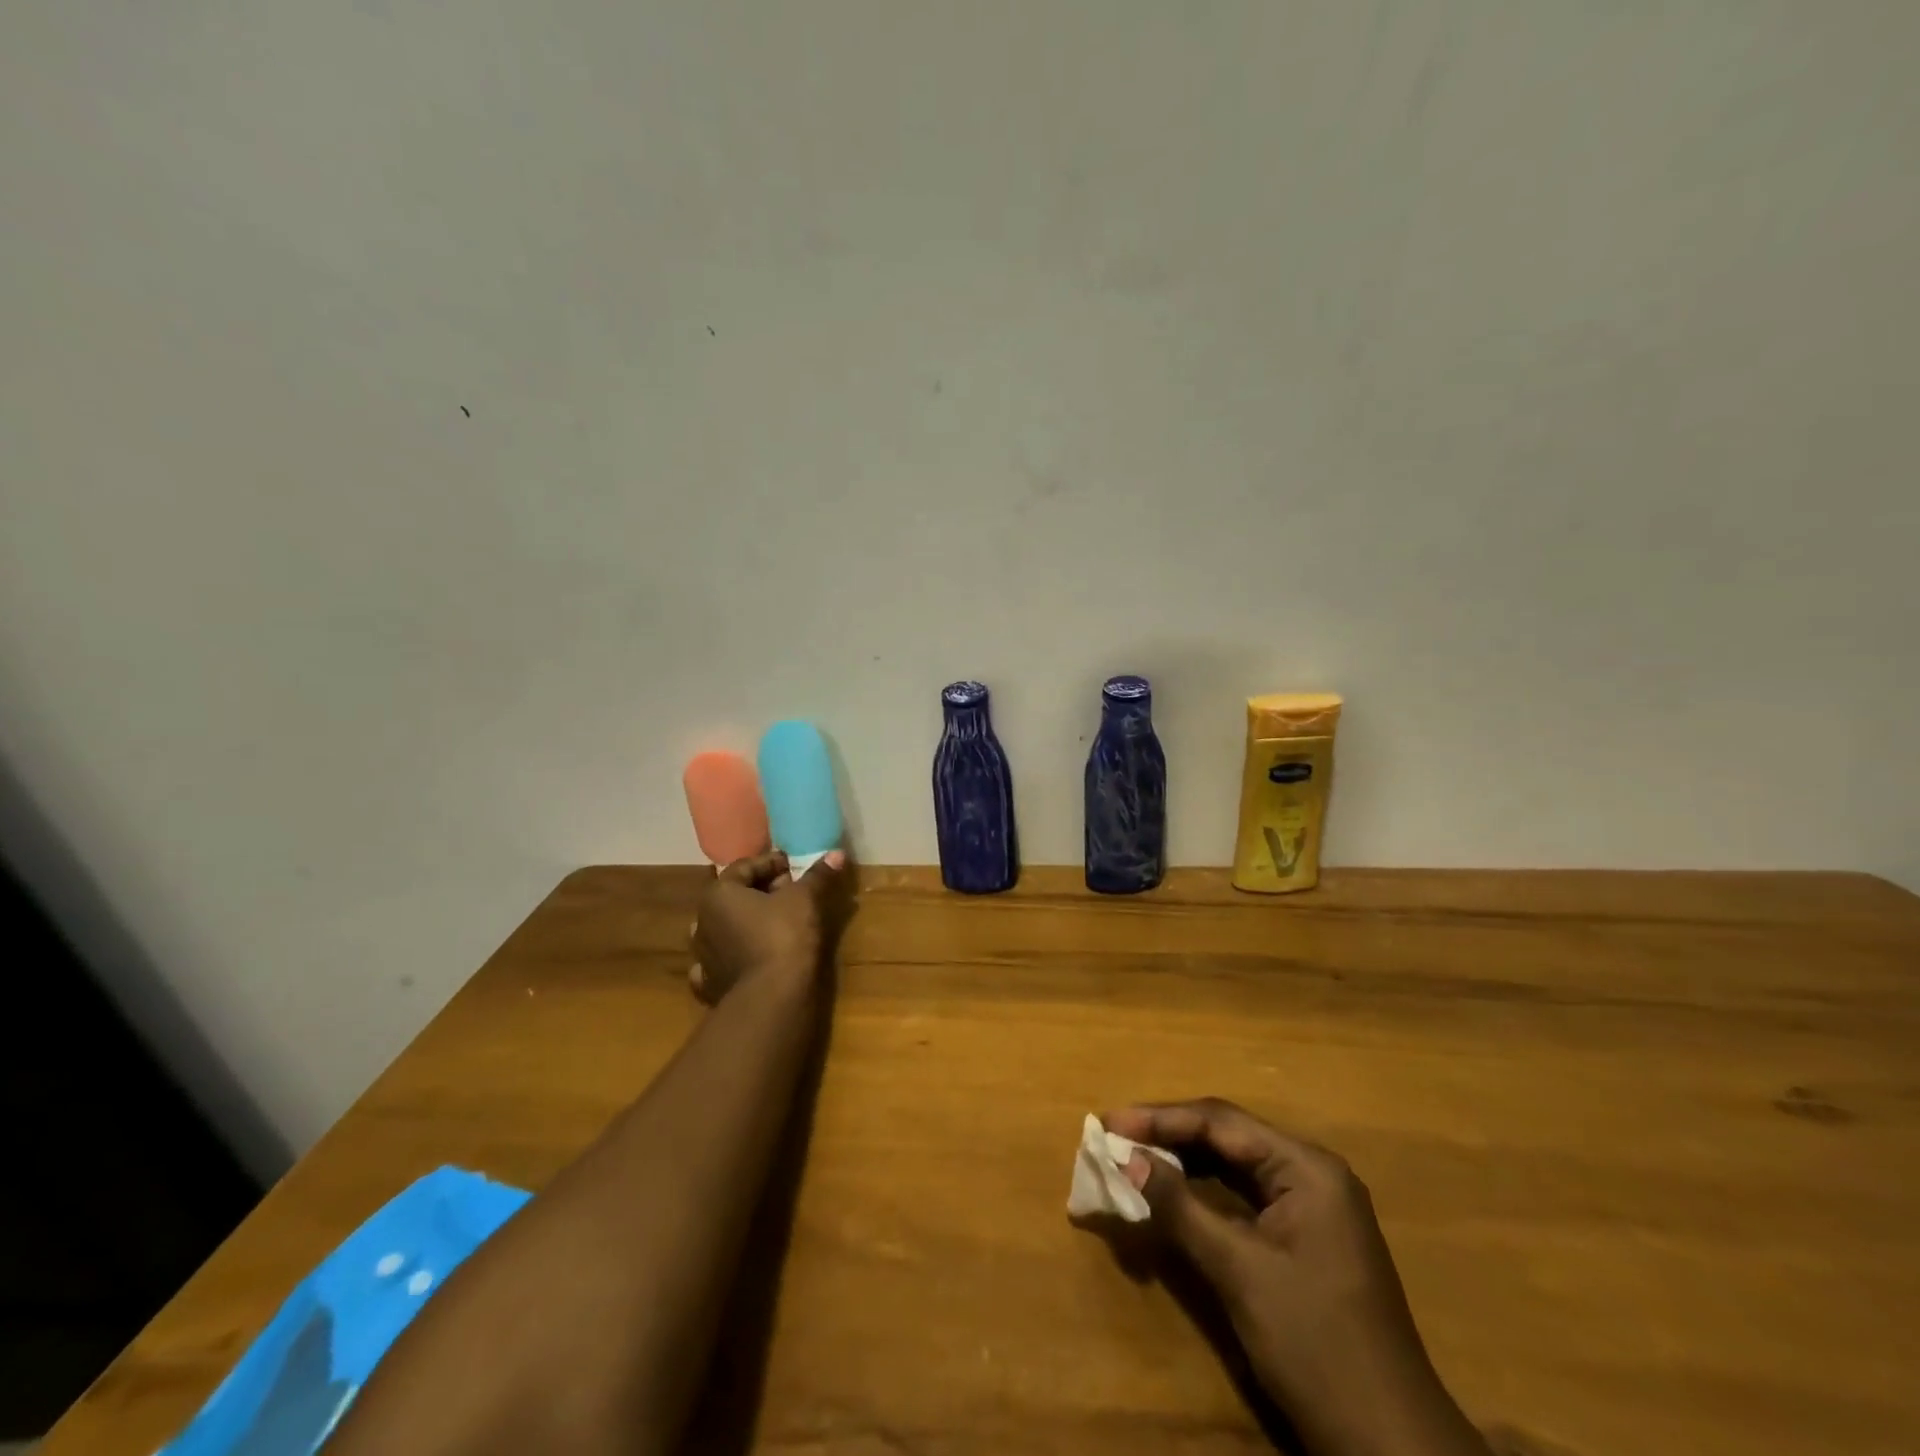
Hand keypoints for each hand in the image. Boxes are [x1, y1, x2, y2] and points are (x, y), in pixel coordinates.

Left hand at [689, 850, 844, 1002]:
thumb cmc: (784, 936)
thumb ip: (817, 875)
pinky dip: (734, 956)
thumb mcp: (805, 899)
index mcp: (719, 894)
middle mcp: (703, 921)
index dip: (772, 864)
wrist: (771, 997)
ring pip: (725, 929)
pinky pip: (720, 962)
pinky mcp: (710, 985)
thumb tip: (836, 854)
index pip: (745, 867)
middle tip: (792, 893)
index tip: (795, 868)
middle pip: (734, 896)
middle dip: (762, 892)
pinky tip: (749, 957)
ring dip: (746, 923)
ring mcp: (703, 956)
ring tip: (775, 924)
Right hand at [1103, 1099, 1486, 1455]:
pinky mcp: (1305, 1236)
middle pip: (1227, 1137)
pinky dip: (1205, 1193)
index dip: (1160, 1118)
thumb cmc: (1314, 1344)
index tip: (1108, 1122)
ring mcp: (1312, 1205)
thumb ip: (1180, 1207)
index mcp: (1306, 1167)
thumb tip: (1126, 1159)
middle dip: (1169, 1135)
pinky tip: (1173, 1194)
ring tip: (1133, 1160)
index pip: (1220, 1122)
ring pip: (1234, 1165)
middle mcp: (1312, 1172)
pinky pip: (1245, 1196)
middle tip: (1114, 1137)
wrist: (1390, 1445)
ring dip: (1184, 1162)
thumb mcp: (1239, 1272)